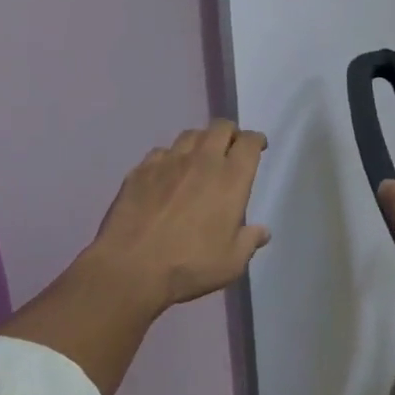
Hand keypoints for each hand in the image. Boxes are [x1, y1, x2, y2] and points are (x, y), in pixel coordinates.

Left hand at [84, 119, 271, 313]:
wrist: (131, 267)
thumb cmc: (189, 265)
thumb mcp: (231, 263)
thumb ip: (249, 242)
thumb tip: (263, 231)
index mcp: (231, 179)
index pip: (249, 142)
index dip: (256, 140)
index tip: (258, 146)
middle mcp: (203, 160)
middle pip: (221, 127)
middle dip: (230, 133)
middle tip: (231, 148)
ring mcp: (169, 161)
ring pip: (191, 134)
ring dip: (201, 141)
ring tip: (200, 157)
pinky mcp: (142, 169)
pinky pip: (161, 152)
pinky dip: (170, 157)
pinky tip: (167, 173)